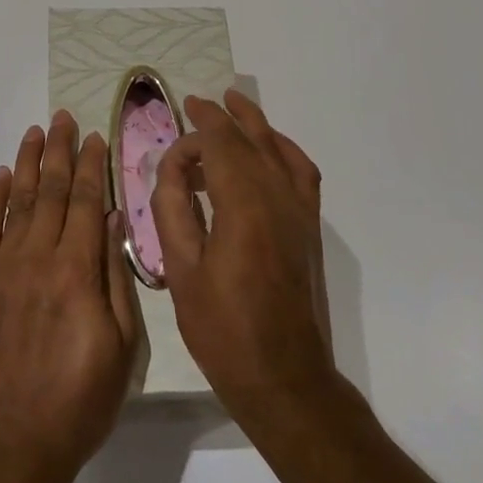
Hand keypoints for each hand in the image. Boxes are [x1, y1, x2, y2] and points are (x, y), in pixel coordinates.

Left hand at [0, 111, 141, 482]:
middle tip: (63, 117)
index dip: (92, 166)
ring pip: (18, 200)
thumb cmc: (77, 403)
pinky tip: (1, 176)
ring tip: (35, 131)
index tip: (95, 136)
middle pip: (52, 191)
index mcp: (77, 271)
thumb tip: (115, 222)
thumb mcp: (121, 349)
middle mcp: (38, 257)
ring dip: (28, 162)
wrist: (7, 444)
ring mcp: (3, 267)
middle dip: (60, 150)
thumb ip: (117, 280)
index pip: (87, 202)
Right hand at [149, 91, 336, 436]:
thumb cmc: (223, 330)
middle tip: (197, 104)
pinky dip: (285, 149)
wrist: (284, 378)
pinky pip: (302, 172)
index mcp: (243, 206)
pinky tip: (271, 147)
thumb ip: (173, 209)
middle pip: (250, 139)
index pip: (221, 145)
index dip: (196, 130)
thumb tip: (173, 167)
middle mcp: (278, 197)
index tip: (174, 135)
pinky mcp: (310, 227)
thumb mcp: (180, 270)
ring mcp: (300, 211)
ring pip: (279, 149)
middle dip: (222, 117)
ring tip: (234, 104)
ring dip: (255, 124)